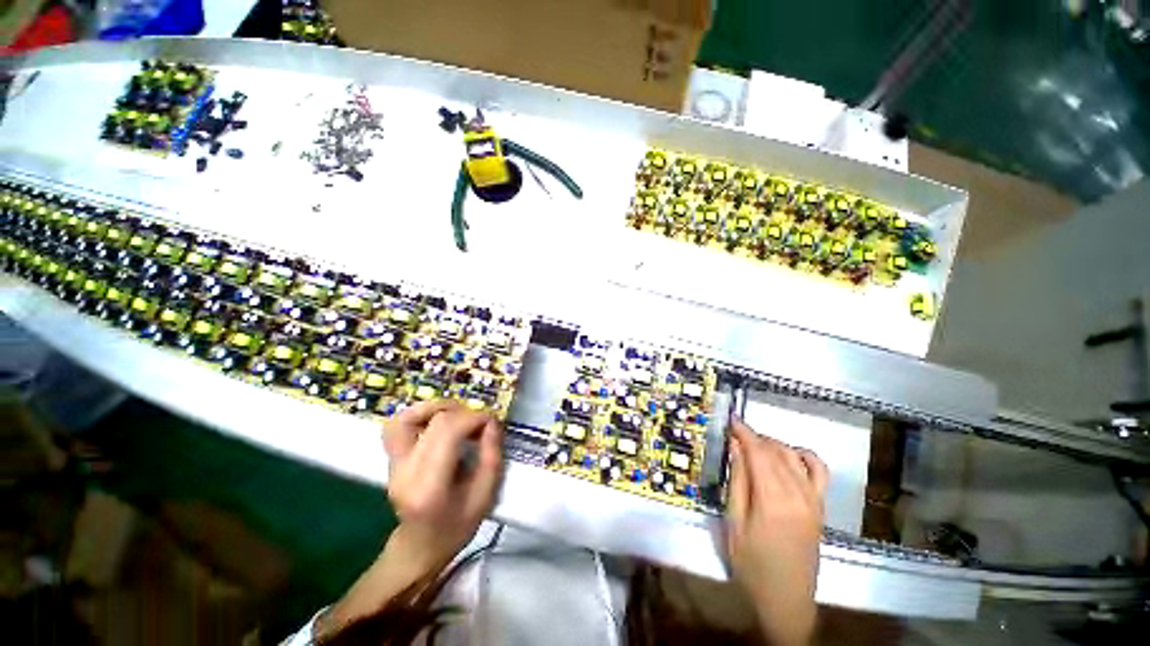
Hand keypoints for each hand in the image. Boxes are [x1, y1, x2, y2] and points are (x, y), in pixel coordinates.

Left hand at [383, 400, 504, 568]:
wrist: (419, 547)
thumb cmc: (457, 527)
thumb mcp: (485, 496)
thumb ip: (491, 456)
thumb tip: (492, 422)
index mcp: (430, 486)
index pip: (448, 432)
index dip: (473, 418)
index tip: (491, 422)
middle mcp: (405, 472)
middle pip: (433, 422)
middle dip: (463, 413)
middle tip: (479, 422)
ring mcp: (393, 465)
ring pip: (406, 418)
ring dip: (436, 408)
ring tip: (457, 414)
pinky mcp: (390, 460)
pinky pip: (397, 426)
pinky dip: (419, 415)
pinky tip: (438, 421)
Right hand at [726, 419, 828, 645]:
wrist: (786, 600)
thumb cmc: (751, 564)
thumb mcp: (734, 522)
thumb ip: (737, 480)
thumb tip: (735, 446)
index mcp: (772, 499)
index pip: (758, 452)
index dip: (744, 432)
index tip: (730, 419)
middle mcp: (797, 494)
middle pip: (775, 451)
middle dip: (754, 437)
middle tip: (735, 434)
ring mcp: (813, 500)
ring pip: (794, 457)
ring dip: (774, 444)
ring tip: (754, 445)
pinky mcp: (820, 508)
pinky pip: (819, 472)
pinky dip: (804, 456)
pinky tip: (790, 454)